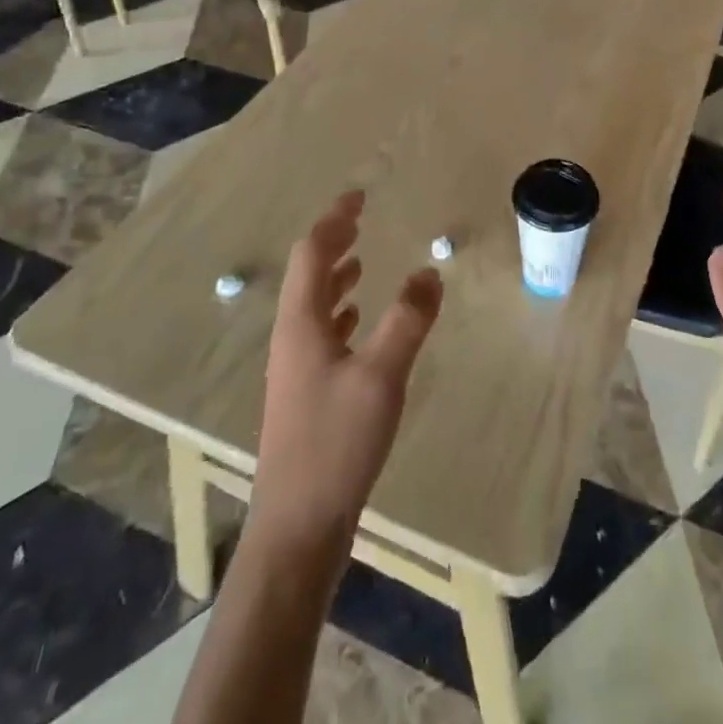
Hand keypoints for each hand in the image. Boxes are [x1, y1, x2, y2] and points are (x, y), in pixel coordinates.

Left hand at [252, 192, 443, 566]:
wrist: (297, 527)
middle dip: (333, 243)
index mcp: (301, 323)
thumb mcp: (381, 376)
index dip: (333, 220)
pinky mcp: (306, 393)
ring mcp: (296, 368)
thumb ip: (408, 321)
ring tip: (361, 262)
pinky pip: (321, 333)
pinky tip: (357, 322)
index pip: (311, 253)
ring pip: (313, 305)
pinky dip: (340, 312)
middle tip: (359, 220)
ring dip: (335, 277)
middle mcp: (292, 338)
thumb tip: (430, 272)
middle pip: (307, 274)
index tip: (357, 196)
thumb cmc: (336, 443)